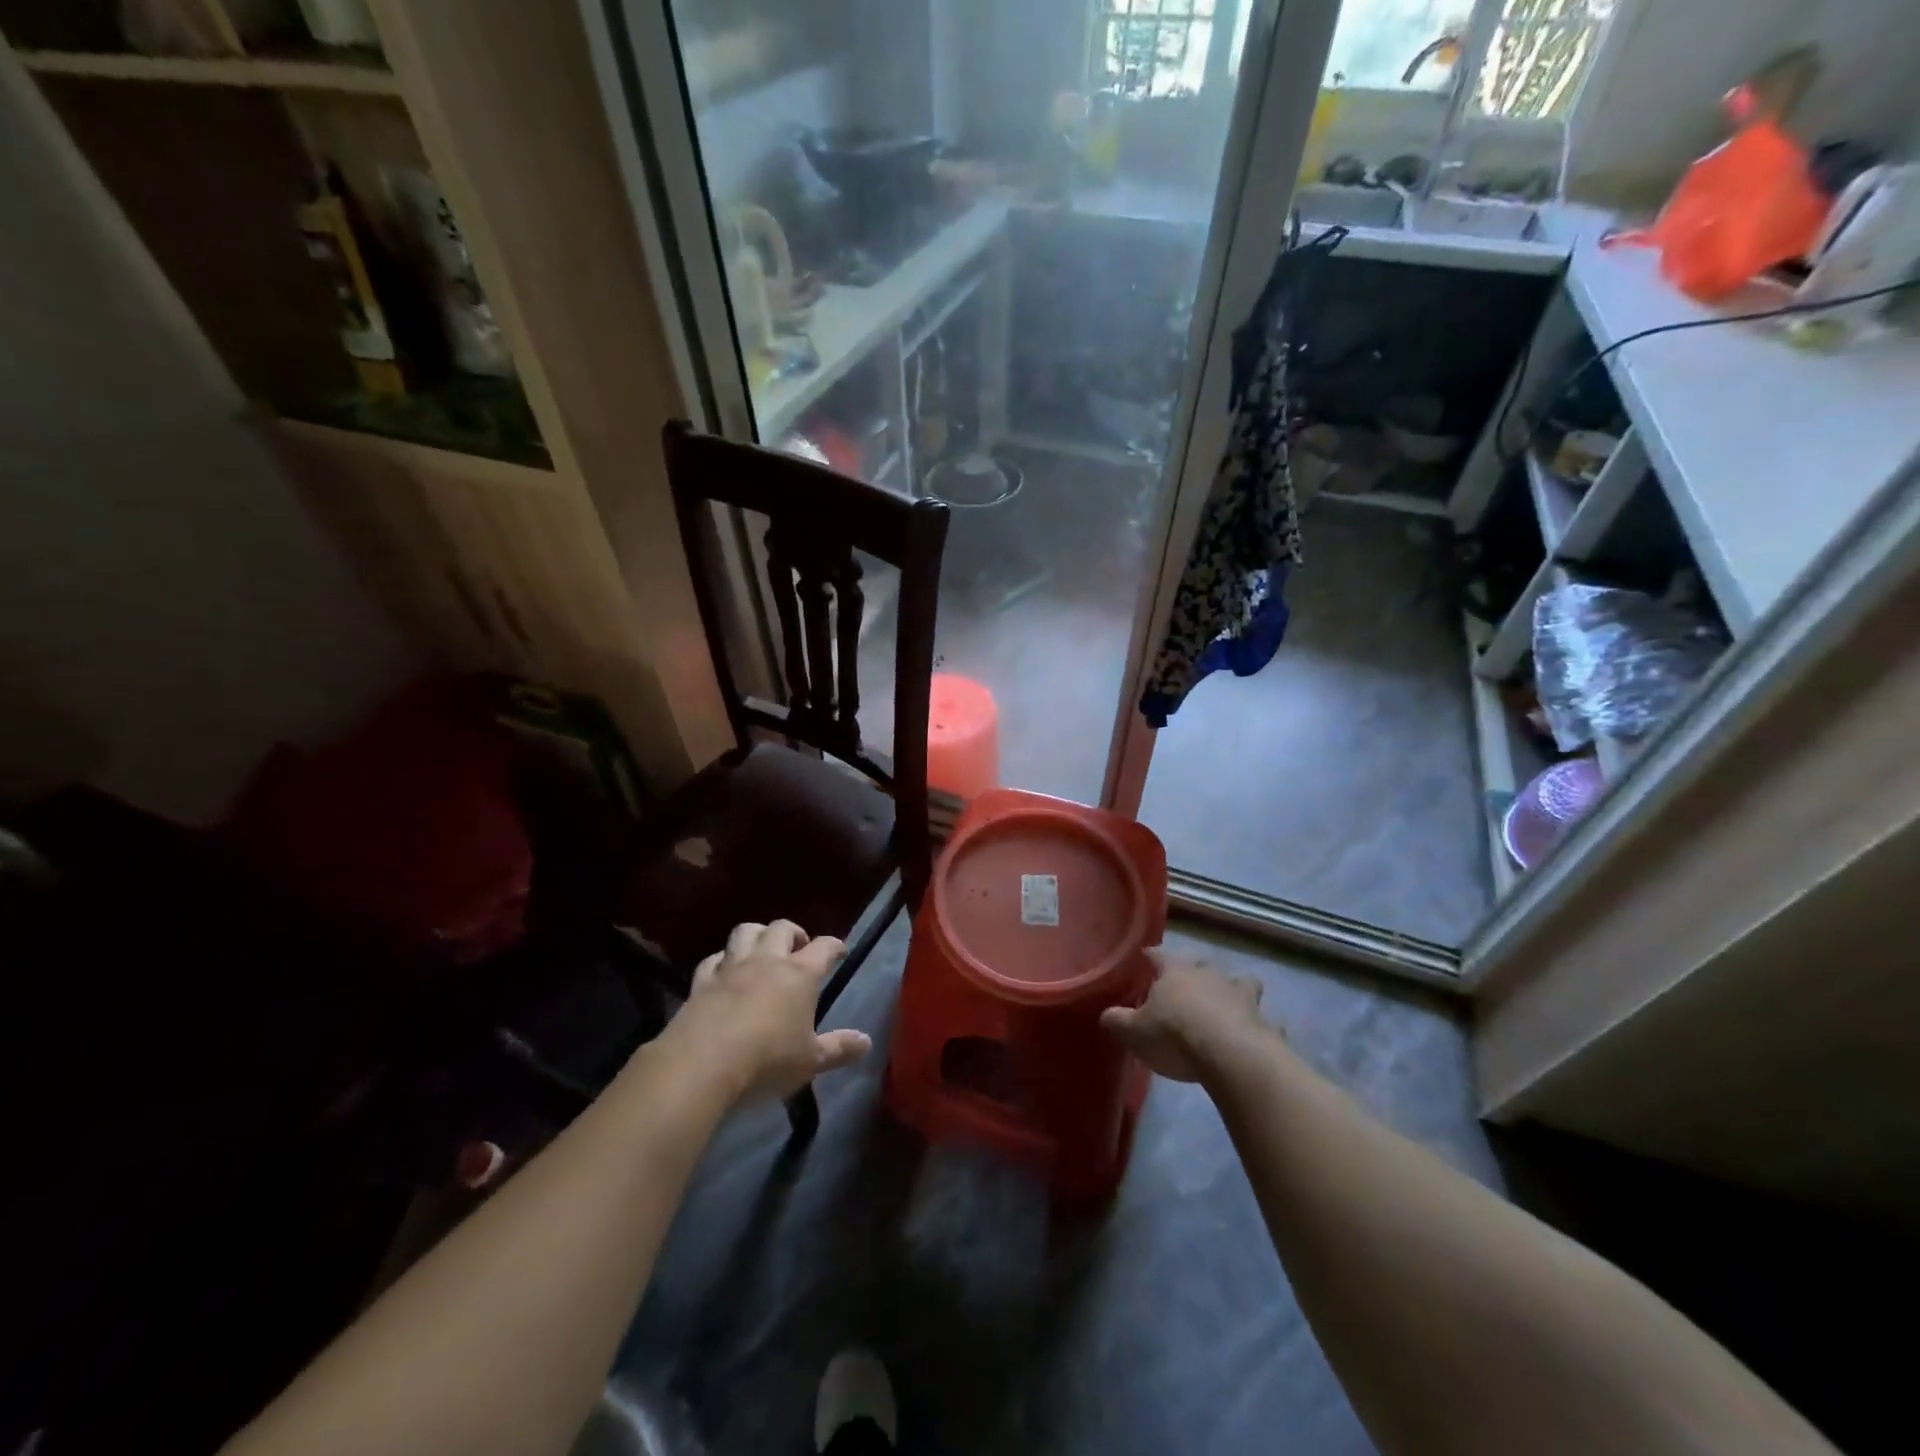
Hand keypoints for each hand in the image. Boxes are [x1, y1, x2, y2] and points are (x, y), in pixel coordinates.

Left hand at [665, 921, 872, 1105]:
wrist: (701, 1064)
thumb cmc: (767, 1061)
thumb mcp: (811, 1061)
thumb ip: (839, 1049)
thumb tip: (867, 1042)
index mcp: (800, 974)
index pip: (824, 947)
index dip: (835, 946)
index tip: (840, 951)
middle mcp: (767, 961)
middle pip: (781, 928)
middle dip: (793, 933)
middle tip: (798, 948)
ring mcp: (731, 968)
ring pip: (746, 932)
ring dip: (757, 935)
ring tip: (762, 950)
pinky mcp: (701, 982)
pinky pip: (714, 959)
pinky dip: (722, 960)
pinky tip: (724, 972)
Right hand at [1100, 951, 1275, 1082]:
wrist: (1232, 1057)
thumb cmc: (1175, 1036)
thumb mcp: (1134, 1032)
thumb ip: (1117, 1021)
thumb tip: (1106, 1015)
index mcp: (1175, 971)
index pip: (1158, 955)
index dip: (1151, 957)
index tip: (1145, 959)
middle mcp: (1209, 974)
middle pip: (1201, 964)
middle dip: (1194, 971)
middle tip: (1186, 984)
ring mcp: (1241, 996)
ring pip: (1241, 983)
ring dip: (1235, 990)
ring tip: (1228, 1004)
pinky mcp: (1265, 1022)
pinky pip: (1264, 1021)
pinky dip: (1260, 1026)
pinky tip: (1256, 1037)